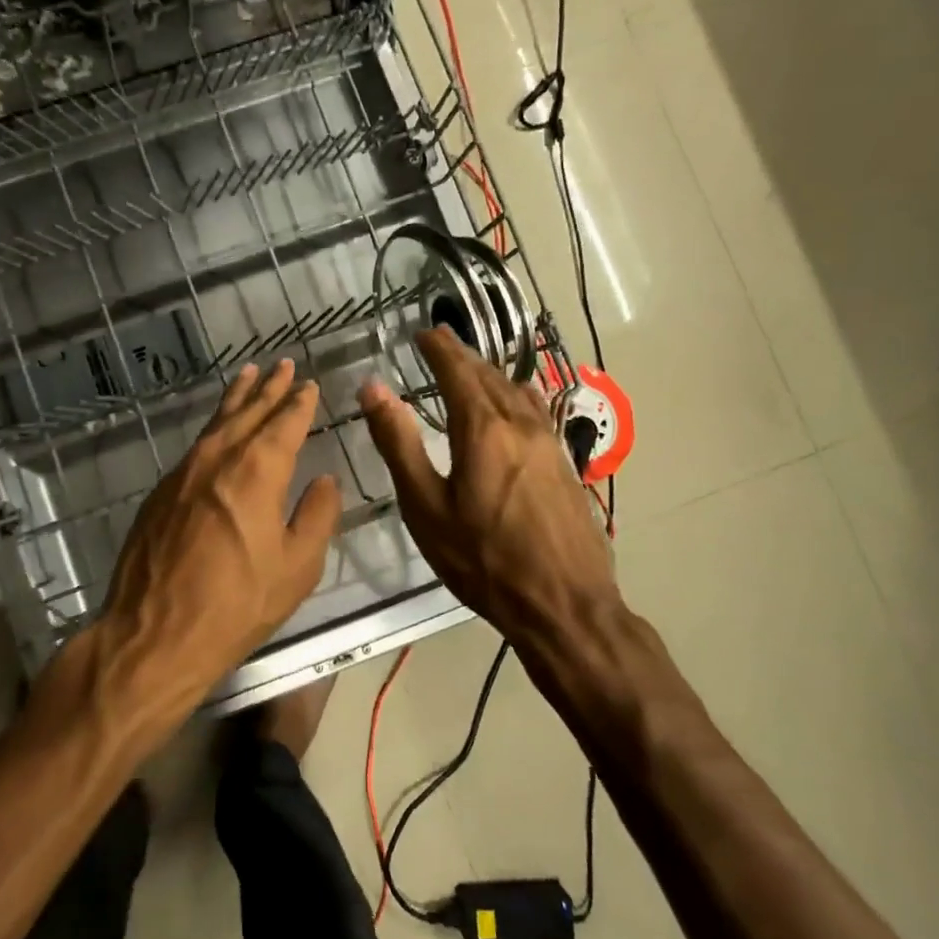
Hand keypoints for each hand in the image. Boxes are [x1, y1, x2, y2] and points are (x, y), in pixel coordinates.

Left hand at [86, 359, 341, 733]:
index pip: (284, 423)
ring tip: (249, 375)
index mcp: (256, 471)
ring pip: (216, 423)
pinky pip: (196, 445)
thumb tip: (325, 480)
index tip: (308, 384)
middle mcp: (218, 459)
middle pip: (248, 412)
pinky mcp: (162, 491)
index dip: (298, 403)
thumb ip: (316, 516)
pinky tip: (218, 429)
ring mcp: (183, 472)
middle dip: (268, 388)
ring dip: (236, 398)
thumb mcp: (296, 568)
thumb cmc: (235, 605)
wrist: (154, 633)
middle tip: (283, 364)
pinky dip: (214, 426)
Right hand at [360, 327, 618, 641]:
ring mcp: (550, 443)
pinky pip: (535, 411)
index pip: (458, 370)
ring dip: (489, 374)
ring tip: (470, 370)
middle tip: (440, 344)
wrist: (565, 605)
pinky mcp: (565, 464)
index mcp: (483, 428)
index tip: (422, 332)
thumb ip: (399, 442)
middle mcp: (521, 424)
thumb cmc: (483, 559)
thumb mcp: (426, 505)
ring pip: (515, 392)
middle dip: (462, 356)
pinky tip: (513, 405)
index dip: (439, 347)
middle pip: (489, 375)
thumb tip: (373, 388)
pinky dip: (513, 395)